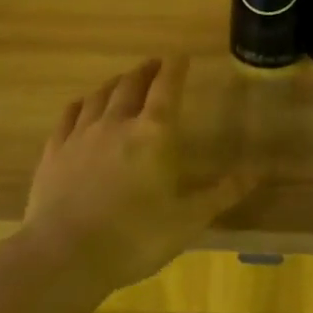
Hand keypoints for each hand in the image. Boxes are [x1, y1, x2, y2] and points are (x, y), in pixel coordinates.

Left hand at [20, 57, 244, 292]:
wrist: (64, 256)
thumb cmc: (135, 237)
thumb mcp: (188, 220)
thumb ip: (222, 193)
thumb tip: (256, 173)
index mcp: (153, 133)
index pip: (167, 88)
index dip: (176, 68)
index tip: (181, 56)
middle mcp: (117, 123)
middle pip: (132, 84)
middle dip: (146, 71)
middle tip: (155, 65)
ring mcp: (81, 134)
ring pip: (100, 95)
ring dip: (116, 83)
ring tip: (123, 80)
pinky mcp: (55, 151)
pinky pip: (70, 114)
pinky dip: (82, 103)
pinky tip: (83, 105)